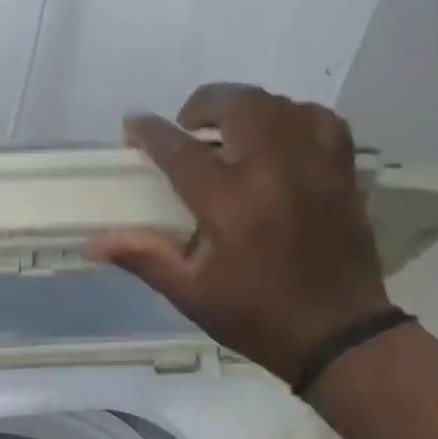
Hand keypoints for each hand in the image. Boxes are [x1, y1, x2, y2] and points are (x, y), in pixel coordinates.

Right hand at [89, 84, 393, 385]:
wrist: (336, 335)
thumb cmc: (255, 317)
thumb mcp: (191, 294)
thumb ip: (145, 258)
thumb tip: (94, 244)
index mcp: (231, 203)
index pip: (182, 151)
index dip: (152, 133)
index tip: (133, 124)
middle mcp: (275, 171)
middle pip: (241, 106)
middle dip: (206, 104)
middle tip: (188, 126)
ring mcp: (316, 168)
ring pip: (283, 106)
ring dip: (249, 109)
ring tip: (231, 131)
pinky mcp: (343, 175)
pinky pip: (323, 122)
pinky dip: (295, 118)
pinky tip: (281, 138)